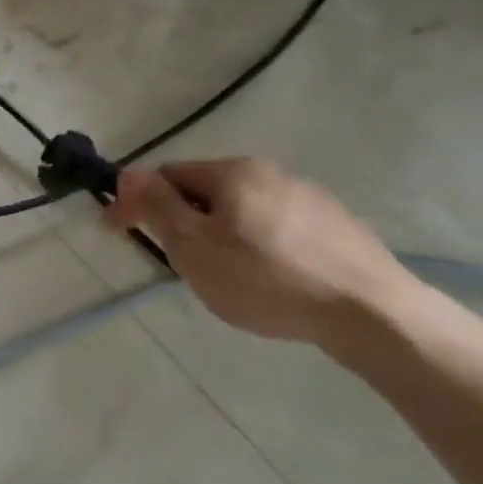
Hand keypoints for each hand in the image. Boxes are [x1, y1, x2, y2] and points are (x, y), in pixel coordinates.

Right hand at [104, 158, 413, 346]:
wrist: (369, 311)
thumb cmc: (265, 278)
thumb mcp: (194, 245)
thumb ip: (157, 206)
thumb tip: (127, 173)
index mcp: (233, 172)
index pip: (166, 175)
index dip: (135, 201)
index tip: (113, 232)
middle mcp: (271, 172)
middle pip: (204, 191)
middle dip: (179, 219)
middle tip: (172, 261)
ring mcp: (309, 198)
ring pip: (240, 209)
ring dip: (216, 232)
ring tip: (218, 274)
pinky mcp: (334, 226)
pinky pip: (273, 227)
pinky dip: (252, 245)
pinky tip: (263, 278)